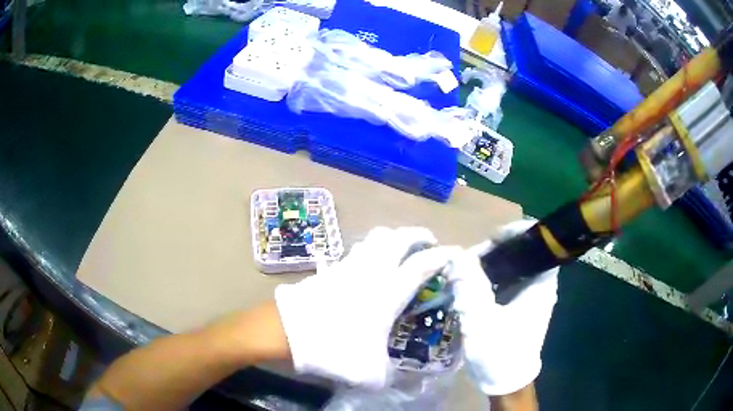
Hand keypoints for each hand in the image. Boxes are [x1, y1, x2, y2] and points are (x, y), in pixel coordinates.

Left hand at [275, 227, 454, 388]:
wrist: (287, 333)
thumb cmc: (334, 349)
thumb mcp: (370, 374)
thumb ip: (391, 376)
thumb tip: (404, 381)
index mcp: (388, 293)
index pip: (421, 265)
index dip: (441, 256)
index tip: (453, 253)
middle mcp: (372, 272)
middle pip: (399, 238)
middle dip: (418, 235)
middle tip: (428, 241)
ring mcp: (349, 266)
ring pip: (376, 237)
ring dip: (393, 236)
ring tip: (400, 245)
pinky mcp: (331, 269)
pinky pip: (356, 249)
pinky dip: (370, 248)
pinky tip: (369, 261)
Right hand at [446, 220, 558, 395]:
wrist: (504, 382)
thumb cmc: (500, 353)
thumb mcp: (482, 321)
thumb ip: (470, 287)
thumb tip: (456, 255)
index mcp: (541, 283)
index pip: (538, 241)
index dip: (516, 232)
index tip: (490, 239)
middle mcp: (538, 284)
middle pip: (520, 251)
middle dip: (494, 250)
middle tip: (467, 259)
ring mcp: (528, 294)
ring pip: (510, 265)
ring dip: (487, 264)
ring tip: (462, 270)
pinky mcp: (516, 304)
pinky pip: (502, 280)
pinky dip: (486, 278)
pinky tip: (467, 284)